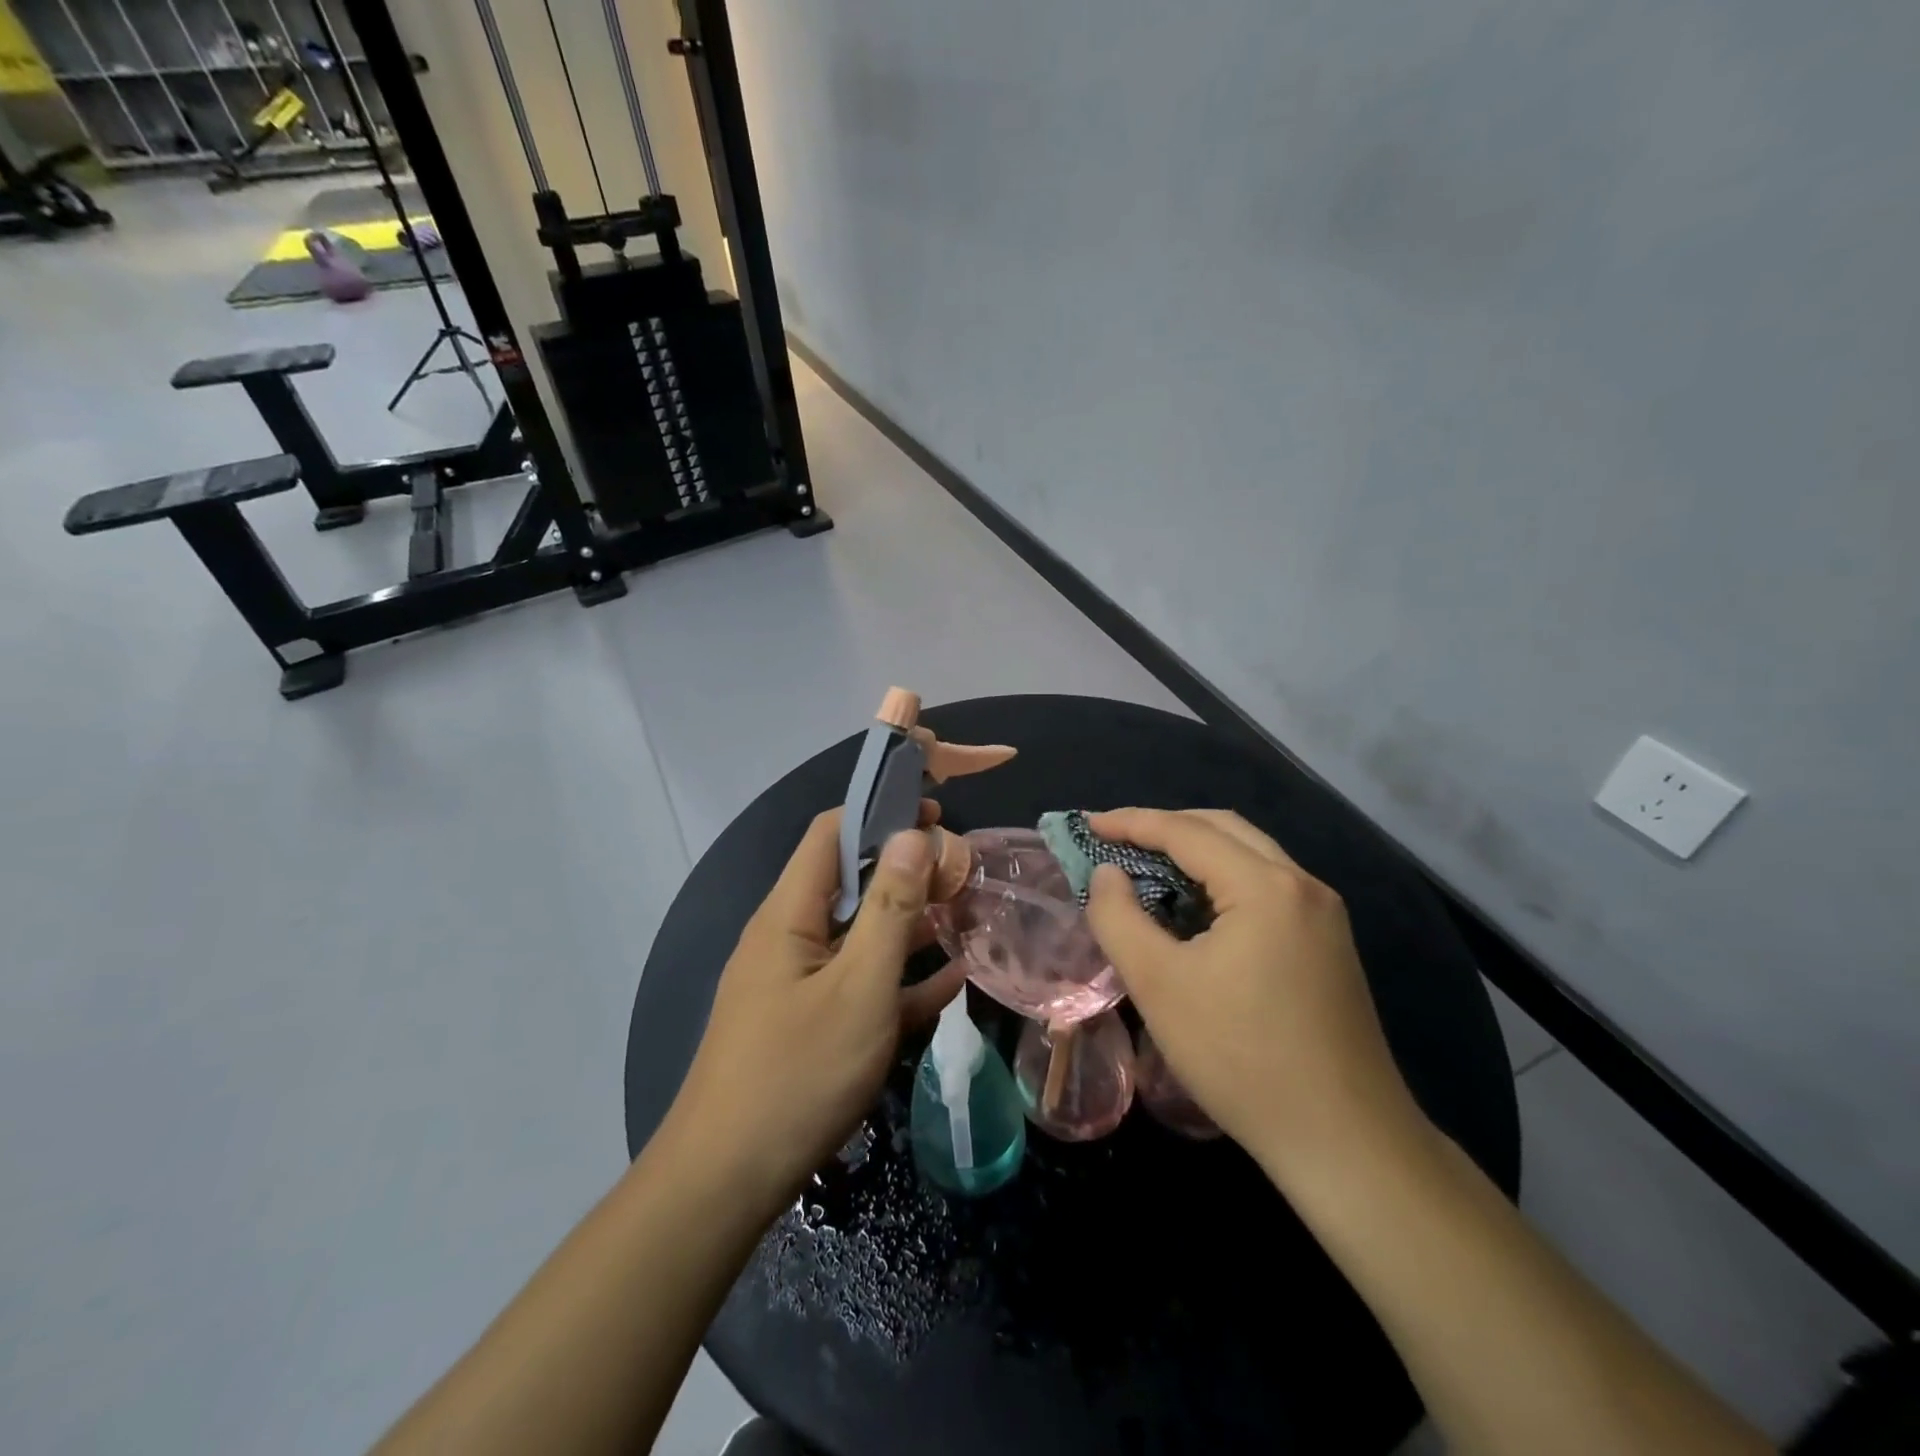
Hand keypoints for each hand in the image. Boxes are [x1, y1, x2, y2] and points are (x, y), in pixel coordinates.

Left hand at [666, 805, 963, 1209]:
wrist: (726, 1183)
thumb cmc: (798, 1074)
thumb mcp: (860, 987)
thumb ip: (892, 909)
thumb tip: (913, 834)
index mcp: (790, 913)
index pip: (831, 833)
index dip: (881, 812)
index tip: (937, 815)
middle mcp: (790, 937)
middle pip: (851, 882)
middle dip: (907, 870)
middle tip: (964, 872)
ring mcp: (798, 982)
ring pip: (861, 935)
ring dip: (911, 922)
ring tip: (967, 915)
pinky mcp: (810, 1022)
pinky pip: (860, 984)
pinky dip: (900, 977)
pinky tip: (950, 981)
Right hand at [1085, 809, 1424, 1183]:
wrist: (1345, 1142)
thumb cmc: (1241, 1057)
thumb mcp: (1158, 985)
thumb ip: (1119, 917)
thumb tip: (1106, 874)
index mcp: (1266, 886)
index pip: (1187, 832)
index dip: (1131, 822)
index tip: (1087, 825)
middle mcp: (1302, 885)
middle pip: (1224, 829)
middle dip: (1165, 828)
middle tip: (1116, 842)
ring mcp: (1324, 915)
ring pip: (1249, 856)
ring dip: (1196, 853)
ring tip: (1147, 870)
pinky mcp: (1328, 944)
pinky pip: (1266, 887)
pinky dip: (1222, 881)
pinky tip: (1196, 910)